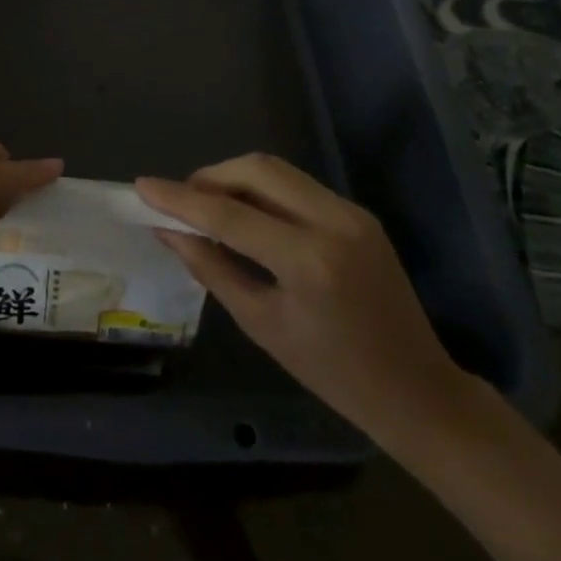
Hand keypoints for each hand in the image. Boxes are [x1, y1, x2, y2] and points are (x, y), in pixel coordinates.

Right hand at [137, 154, 470, 448]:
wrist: (418, 391)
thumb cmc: (334, 374)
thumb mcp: (263, 325)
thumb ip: (212, 268)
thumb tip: (168, 231)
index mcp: (309, 261)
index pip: (229, 215)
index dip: (181, 199)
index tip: (142, 186)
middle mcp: (333, 221)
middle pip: (256, 170)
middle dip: (210, 177)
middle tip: (181, 200)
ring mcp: (350, 212)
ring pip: (276, 170)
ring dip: (235, 178)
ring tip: (207, 205)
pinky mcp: (358, 212)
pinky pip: (296, 185)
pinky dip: (262, 190)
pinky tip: (246, 213)